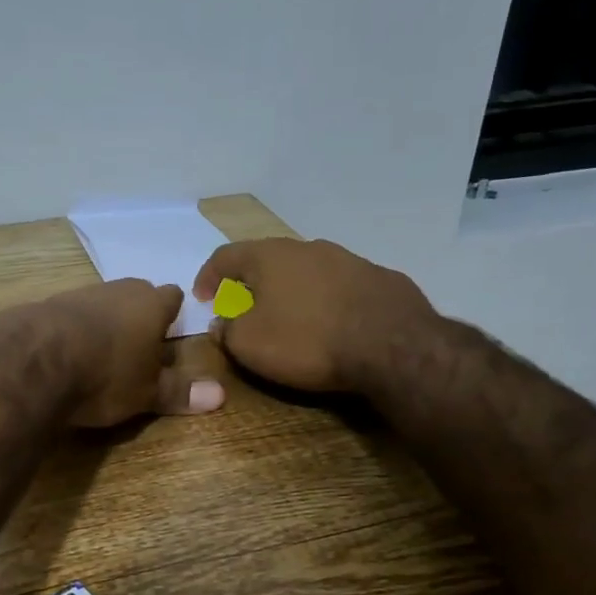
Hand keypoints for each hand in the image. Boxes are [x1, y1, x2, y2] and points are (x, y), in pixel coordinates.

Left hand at [42, 279, 226, 426]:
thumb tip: (220, 395)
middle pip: (136, 294)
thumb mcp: (147, 392)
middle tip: (139, 344)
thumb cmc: (106, 375)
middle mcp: (118, 290)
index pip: (172, 297)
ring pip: (102, 303)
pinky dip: (73, 329)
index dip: (173, 313)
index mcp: (151, 305)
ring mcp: (80, 295)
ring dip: (104, 321)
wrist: (36, 360)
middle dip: (139, 315)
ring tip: (102, 351)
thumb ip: (179, 392)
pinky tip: (67, 351)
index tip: (172, 330)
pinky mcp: (47, 306)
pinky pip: (70, 315)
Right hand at [192, 238, 439, 393]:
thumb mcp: (249, 344)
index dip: (208, 277)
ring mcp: (349, 260)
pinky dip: (324, 301)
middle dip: (250, 283)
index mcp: (269, 256)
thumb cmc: (307, 341)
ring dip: (290, 290)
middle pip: (267, 260)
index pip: (225, 256)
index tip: (202, 299)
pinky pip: (339, 287)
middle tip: (242, 308)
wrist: (393, 346)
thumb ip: (227, 330)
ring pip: (306, 271)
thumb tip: (222, 323)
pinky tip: (329, 324)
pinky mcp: (380, 279)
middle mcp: (308, 248)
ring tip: (288, 317)